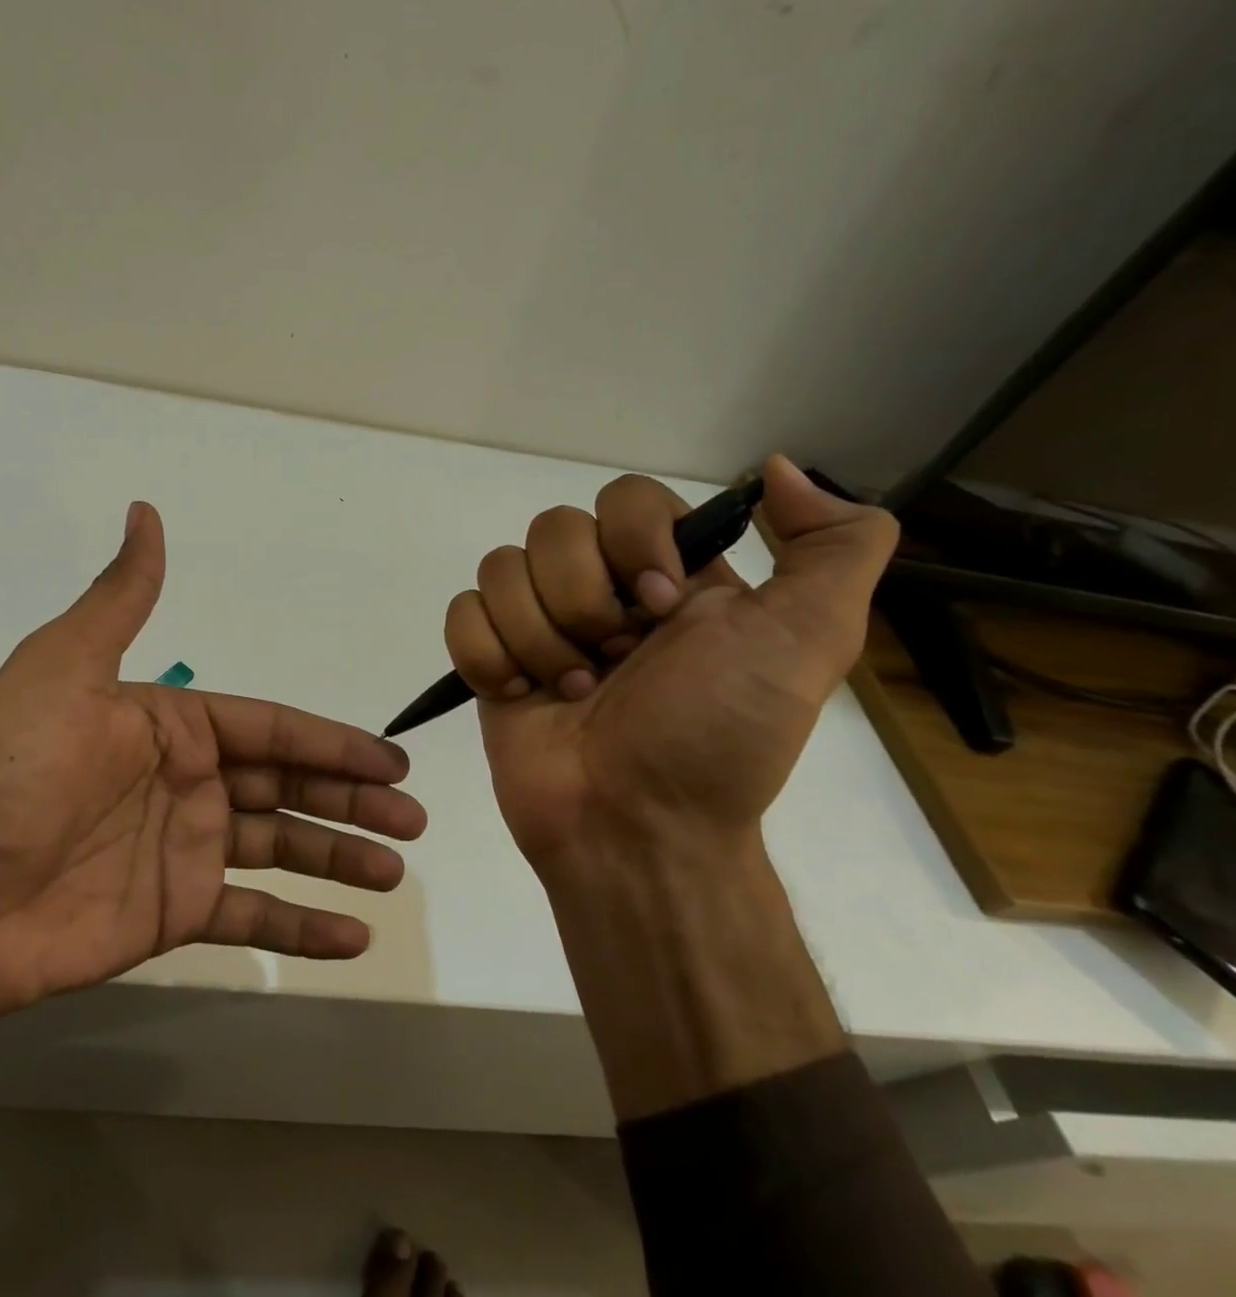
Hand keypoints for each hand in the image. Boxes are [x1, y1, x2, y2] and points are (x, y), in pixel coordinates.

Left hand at [0, 501, 425, 1071]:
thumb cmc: (4, 775)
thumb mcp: (62, 670)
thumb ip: (120, 600)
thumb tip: (146, 511)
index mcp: (169, 725)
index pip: (271, 730)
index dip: (333, 744)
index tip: (392, 763)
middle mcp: (185, 782)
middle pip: (288, 788)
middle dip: (352, 801)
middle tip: (412, 822)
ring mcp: (182, 850)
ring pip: (280, 849)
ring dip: (339, 858)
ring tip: (394, 872)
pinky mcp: (172, 914)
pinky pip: (250, 918)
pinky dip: (301, 928)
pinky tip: (353, 937)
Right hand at [443, 455, 895, 884]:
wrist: (637, 828)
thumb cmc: (718, 737)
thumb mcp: (809, 641)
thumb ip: (833, 546)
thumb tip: (772, 468)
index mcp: (667, 573)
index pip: (625, 498)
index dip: (633, 544)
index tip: (660, 611)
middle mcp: (599, 589)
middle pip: (552, 528)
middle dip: (582, 602)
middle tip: (613, 664)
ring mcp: (537, 624)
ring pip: (501, 569)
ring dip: (538, 638)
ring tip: (570, 692)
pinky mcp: (489, 658)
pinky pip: (462, 613)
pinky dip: (488, 654)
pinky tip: (519, 692)